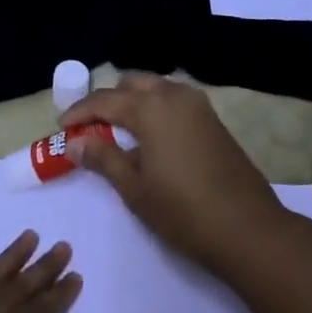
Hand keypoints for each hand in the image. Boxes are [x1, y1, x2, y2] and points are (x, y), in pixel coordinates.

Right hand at [61, 72, 288, 273]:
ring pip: (155, 87)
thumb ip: (104, 159)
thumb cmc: (184, 212)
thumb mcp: (135, 189)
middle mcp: (173, 94)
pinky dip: (155, 107)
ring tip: (119, 131)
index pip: (104, 100)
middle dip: (108, 100)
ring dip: (133, 101)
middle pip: (131, 83)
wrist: (248, 228)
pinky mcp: (212, 118)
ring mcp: (197, 104)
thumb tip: (75, 143)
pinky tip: (151, 136)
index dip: (80, 113)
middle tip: (92, 128)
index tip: (62, 128)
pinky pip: (174, 99)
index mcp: (150, 107)